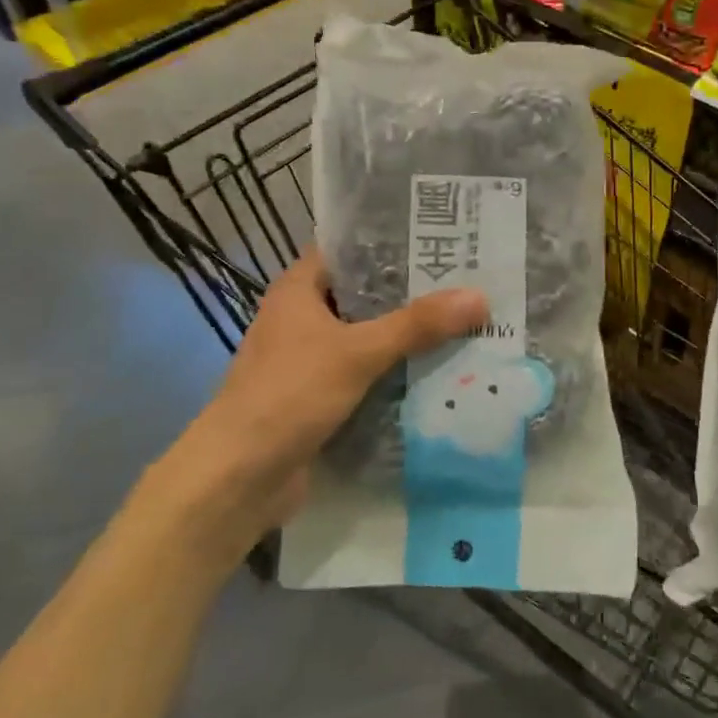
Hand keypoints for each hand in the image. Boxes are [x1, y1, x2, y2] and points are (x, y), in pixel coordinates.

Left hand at [142, 251, 485, 570]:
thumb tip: (480, 297)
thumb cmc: (288, 396)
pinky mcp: (321, 395)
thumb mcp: (357, 352)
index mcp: (299, 289)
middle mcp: (303, 316)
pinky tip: (440, 368)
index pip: (351, 249)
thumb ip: (418, 324)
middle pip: (367, 294)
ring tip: (465, 320)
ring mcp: (310, 358)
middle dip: (413, 292)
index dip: (393, 242)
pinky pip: (368, 371)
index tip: (442, 238)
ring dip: (409, 334)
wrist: (237, 479)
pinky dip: (397, 370)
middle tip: (468, 280)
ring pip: (369, 335)